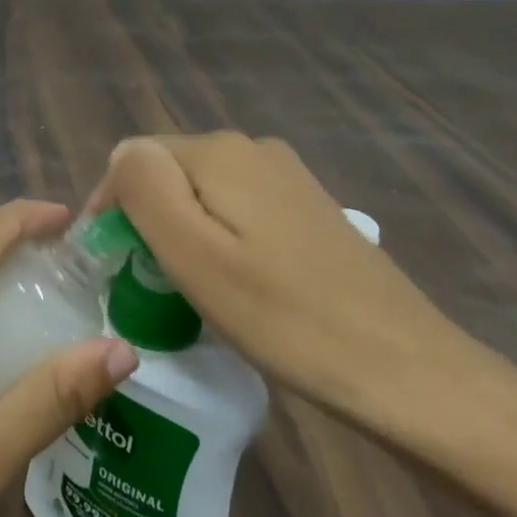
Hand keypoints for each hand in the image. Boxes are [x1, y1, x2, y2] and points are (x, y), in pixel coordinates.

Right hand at [90, 134, 477, 432]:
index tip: (113, 270)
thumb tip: (123, 157)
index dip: (112, 211)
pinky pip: (238, 211)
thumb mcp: (194, 255)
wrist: (404, 368)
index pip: (132, 160)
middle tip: (153, 288)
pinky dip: (220, 243)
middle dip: (148, 222)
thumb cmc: (284, 317)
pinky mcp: (308, 209)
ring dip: (183, 236)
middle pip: (169, 174)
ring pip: (202, 194)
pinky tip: (237, 287)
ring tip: (192, 294)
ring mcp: (287, 177)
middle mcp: (254, 148)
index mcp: (220, 151)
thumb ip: (144, 190)